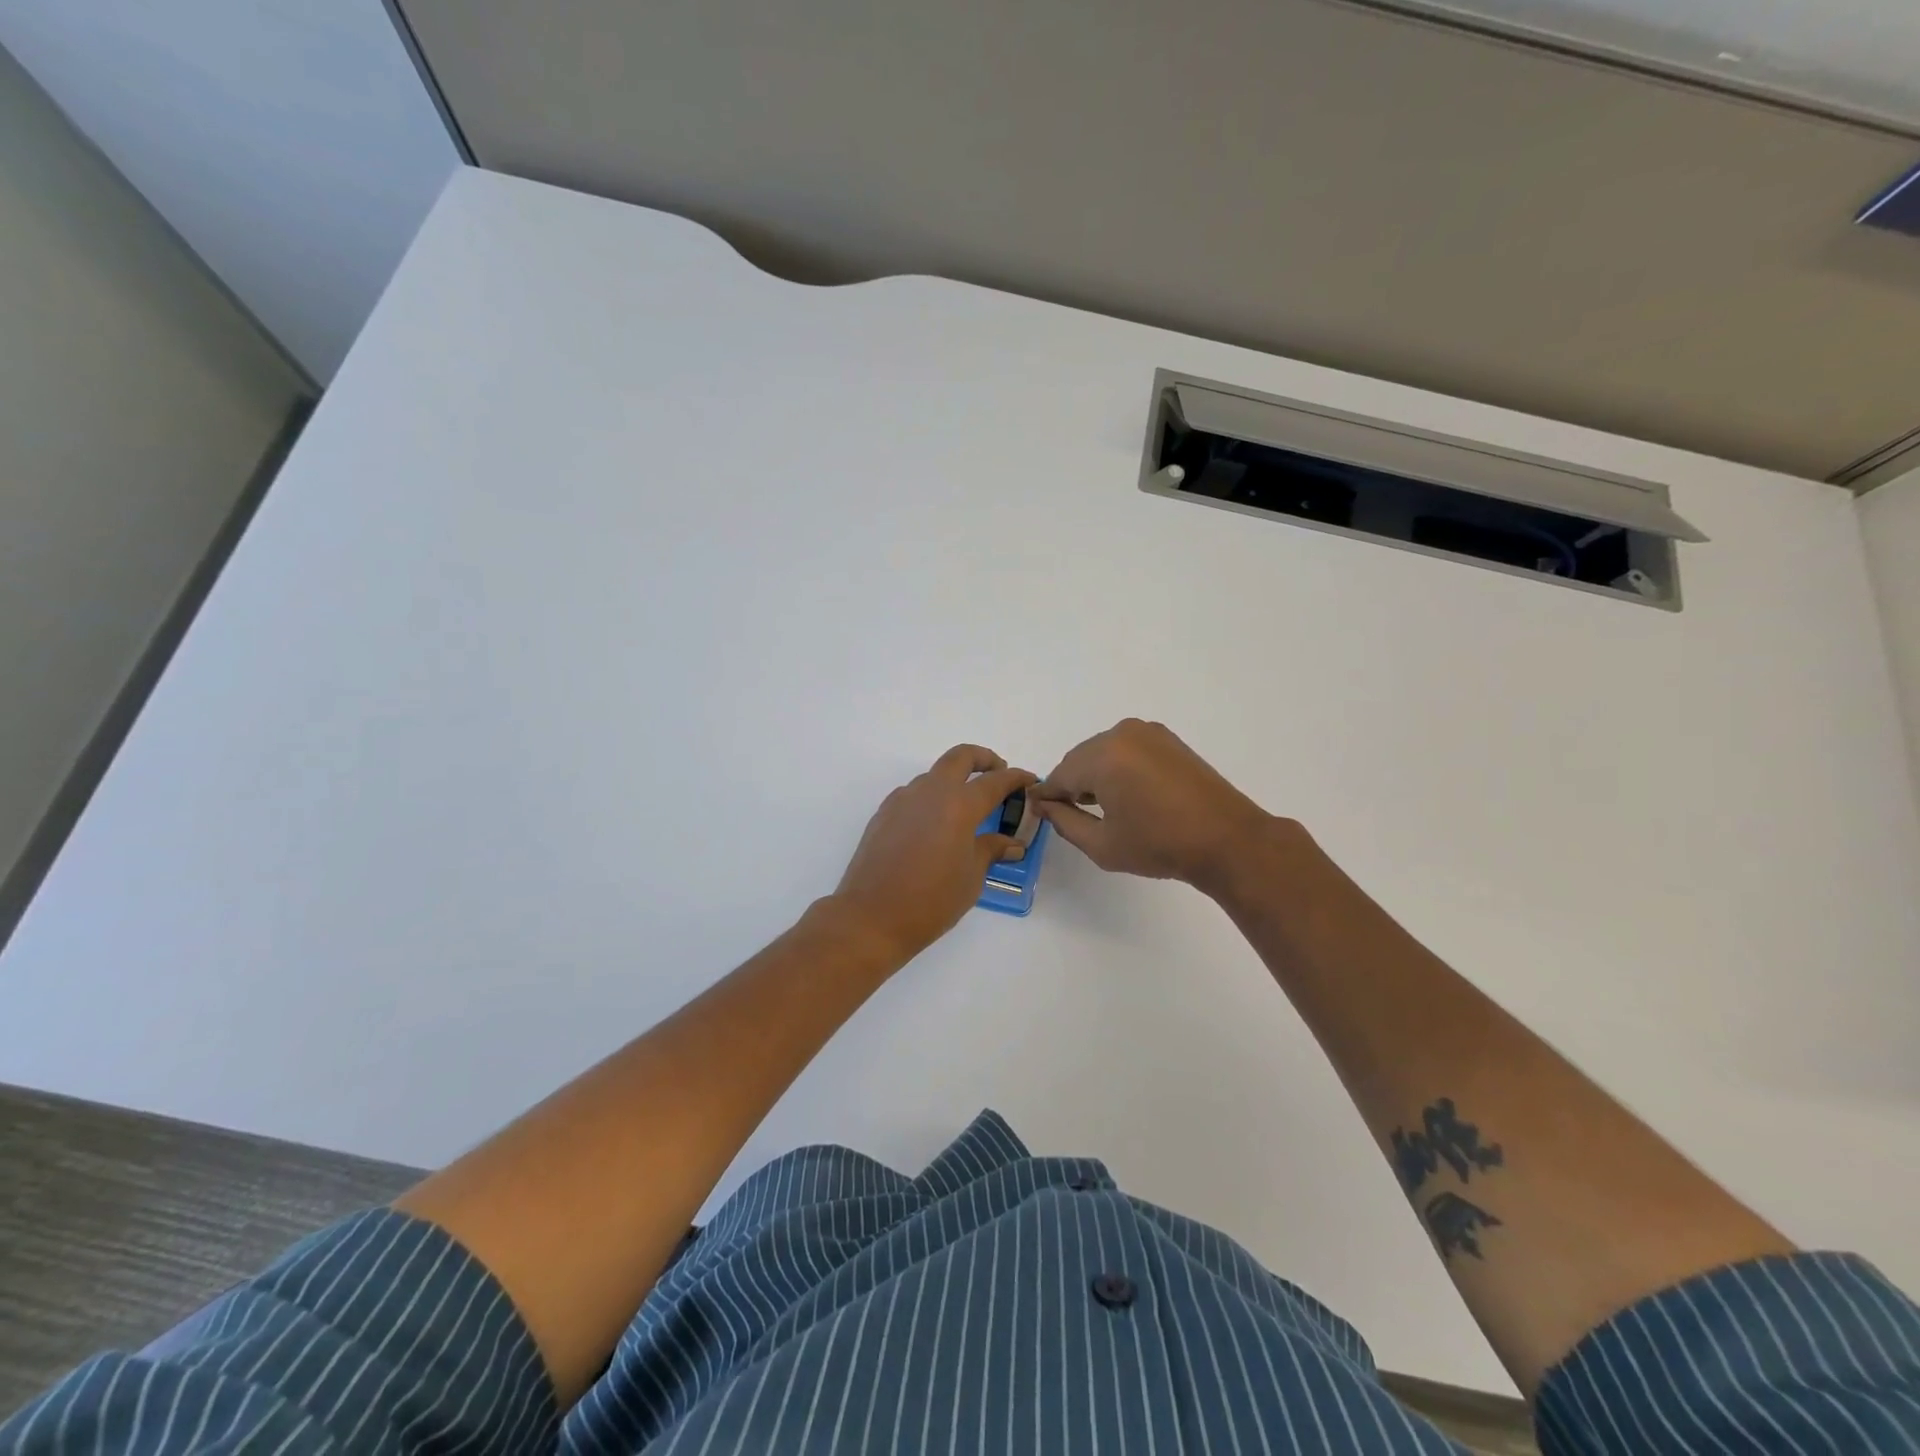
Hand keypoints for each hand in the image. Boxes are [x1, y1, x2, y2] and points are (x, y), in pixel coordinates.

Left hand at [830, 745, 1036, 962]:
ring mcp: (903, 799)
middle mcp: (931, 792)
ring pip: (934, 775)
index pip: (995, 781)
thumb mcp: (971, 877)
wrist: (871, 916)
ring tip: (967, 808)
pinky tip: (936, 825)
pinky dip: (932, 798)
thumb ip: (991, 850)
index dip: (1016, 778)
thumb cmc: (931, 901)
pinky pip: (914, 794)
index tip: (1029, 781)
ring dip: (955, 780)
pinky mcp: (884, 812)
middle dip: (984, 759)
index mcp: (959, 805)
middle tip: (998, 774)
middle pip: (961, 757)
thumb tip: (1012, 843)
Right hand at [1031, 719, 1281, 893]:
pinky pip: (1126, 749)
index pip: (1059, 775)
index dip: (1047, 796)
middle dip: (1071, 784)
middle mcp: (1121, 734)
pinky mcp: (1166, 739)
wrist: (1227, 839)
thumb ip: (1064, 822)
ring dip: (1095, 775)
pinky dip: (1118, 767)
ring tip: (1103, 808)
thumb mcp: (1102, 844)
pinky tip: (1127, 794)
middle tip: (1071, 815)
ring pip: (1102, 752)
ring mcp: (1147, 732)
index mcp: (1102, 757)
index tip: (1039, 813)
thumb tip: (1044, 805)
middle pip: (1079, 759)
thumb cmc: (1160, 845)